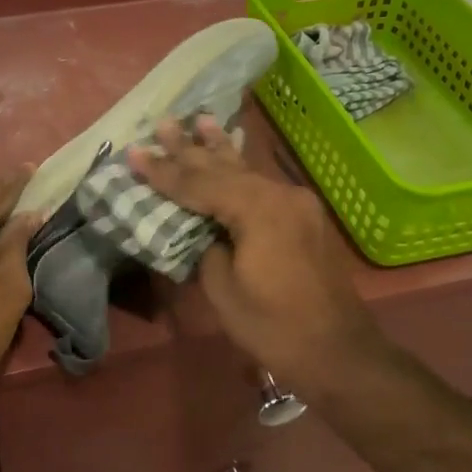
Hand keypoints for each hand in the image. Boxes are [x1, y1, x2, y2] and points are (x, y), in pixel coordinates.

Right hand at [128, 118, 385, 394]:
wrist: (338, 352)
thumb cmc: (273, 327)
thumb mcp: (224, 288)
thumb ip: (206, 245)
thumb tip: (200, 226)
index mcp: (258, 210)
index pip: (200, 184)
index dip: (163, 171)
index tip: (134, 154)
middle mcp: (280, 195)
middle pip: (224, 168)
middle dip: (189, 149)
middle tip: (163, 124)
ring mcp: (296, 203)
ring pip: (246, 171)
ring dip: (218, 149)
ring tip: (200, 120)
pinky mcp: (303, 217)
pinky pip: (262, 185)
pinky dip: (240, 169)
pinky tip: (232, 152)